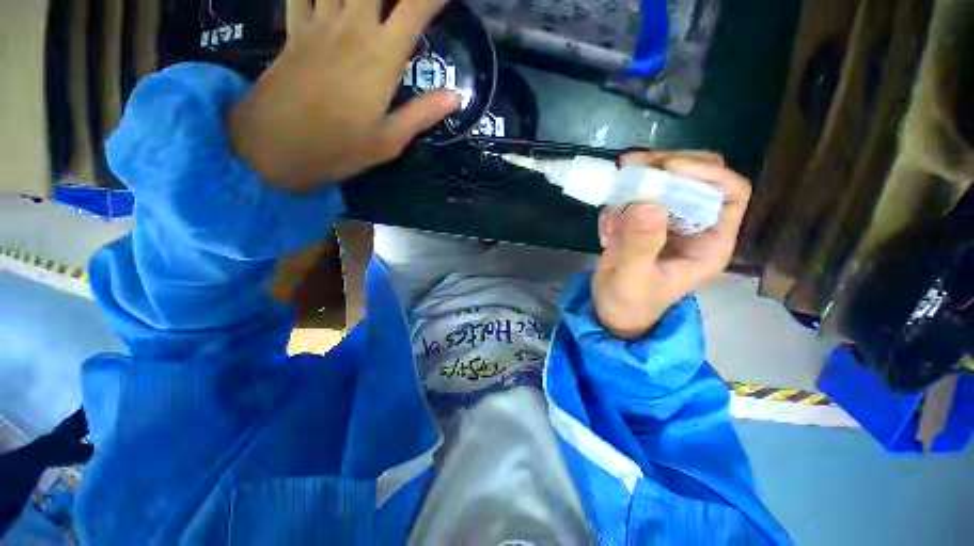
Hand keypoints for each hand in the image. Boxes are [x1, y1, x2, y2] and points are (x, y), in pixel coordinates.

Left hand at [228, 0, 460, 189]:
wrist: (274, 147)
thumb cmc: (339, 148)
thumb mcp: (389, 140)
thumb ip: (422, 113)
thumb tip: (455, 95)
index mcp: (382, 56)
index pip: (416, 8)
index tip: (445, 1)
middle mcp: (352, 27)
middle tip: (404, 5)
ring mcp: (320, 23)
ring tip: (371, 5)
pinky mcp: (294, 30)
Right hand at [592, 151, 751, 338]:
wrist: (612, 312)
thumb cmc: (629, 305)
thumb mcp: (632, 281)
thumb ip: (640, 247)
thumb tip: (648, 204)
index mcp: (709, 244)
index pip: (730, 193)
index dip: (705, 173)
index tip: (666, 168)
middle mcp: (695, 227)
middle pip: (699, 177)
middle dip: (668, 166)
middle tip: (632, 165)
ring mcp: (669, 223)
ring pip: (668, 181)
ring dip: (640, 179)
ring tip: (614, 190)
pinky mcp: (645, 223)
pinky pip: (637, 198)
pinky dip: (619, 202)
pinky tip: (607, 230)